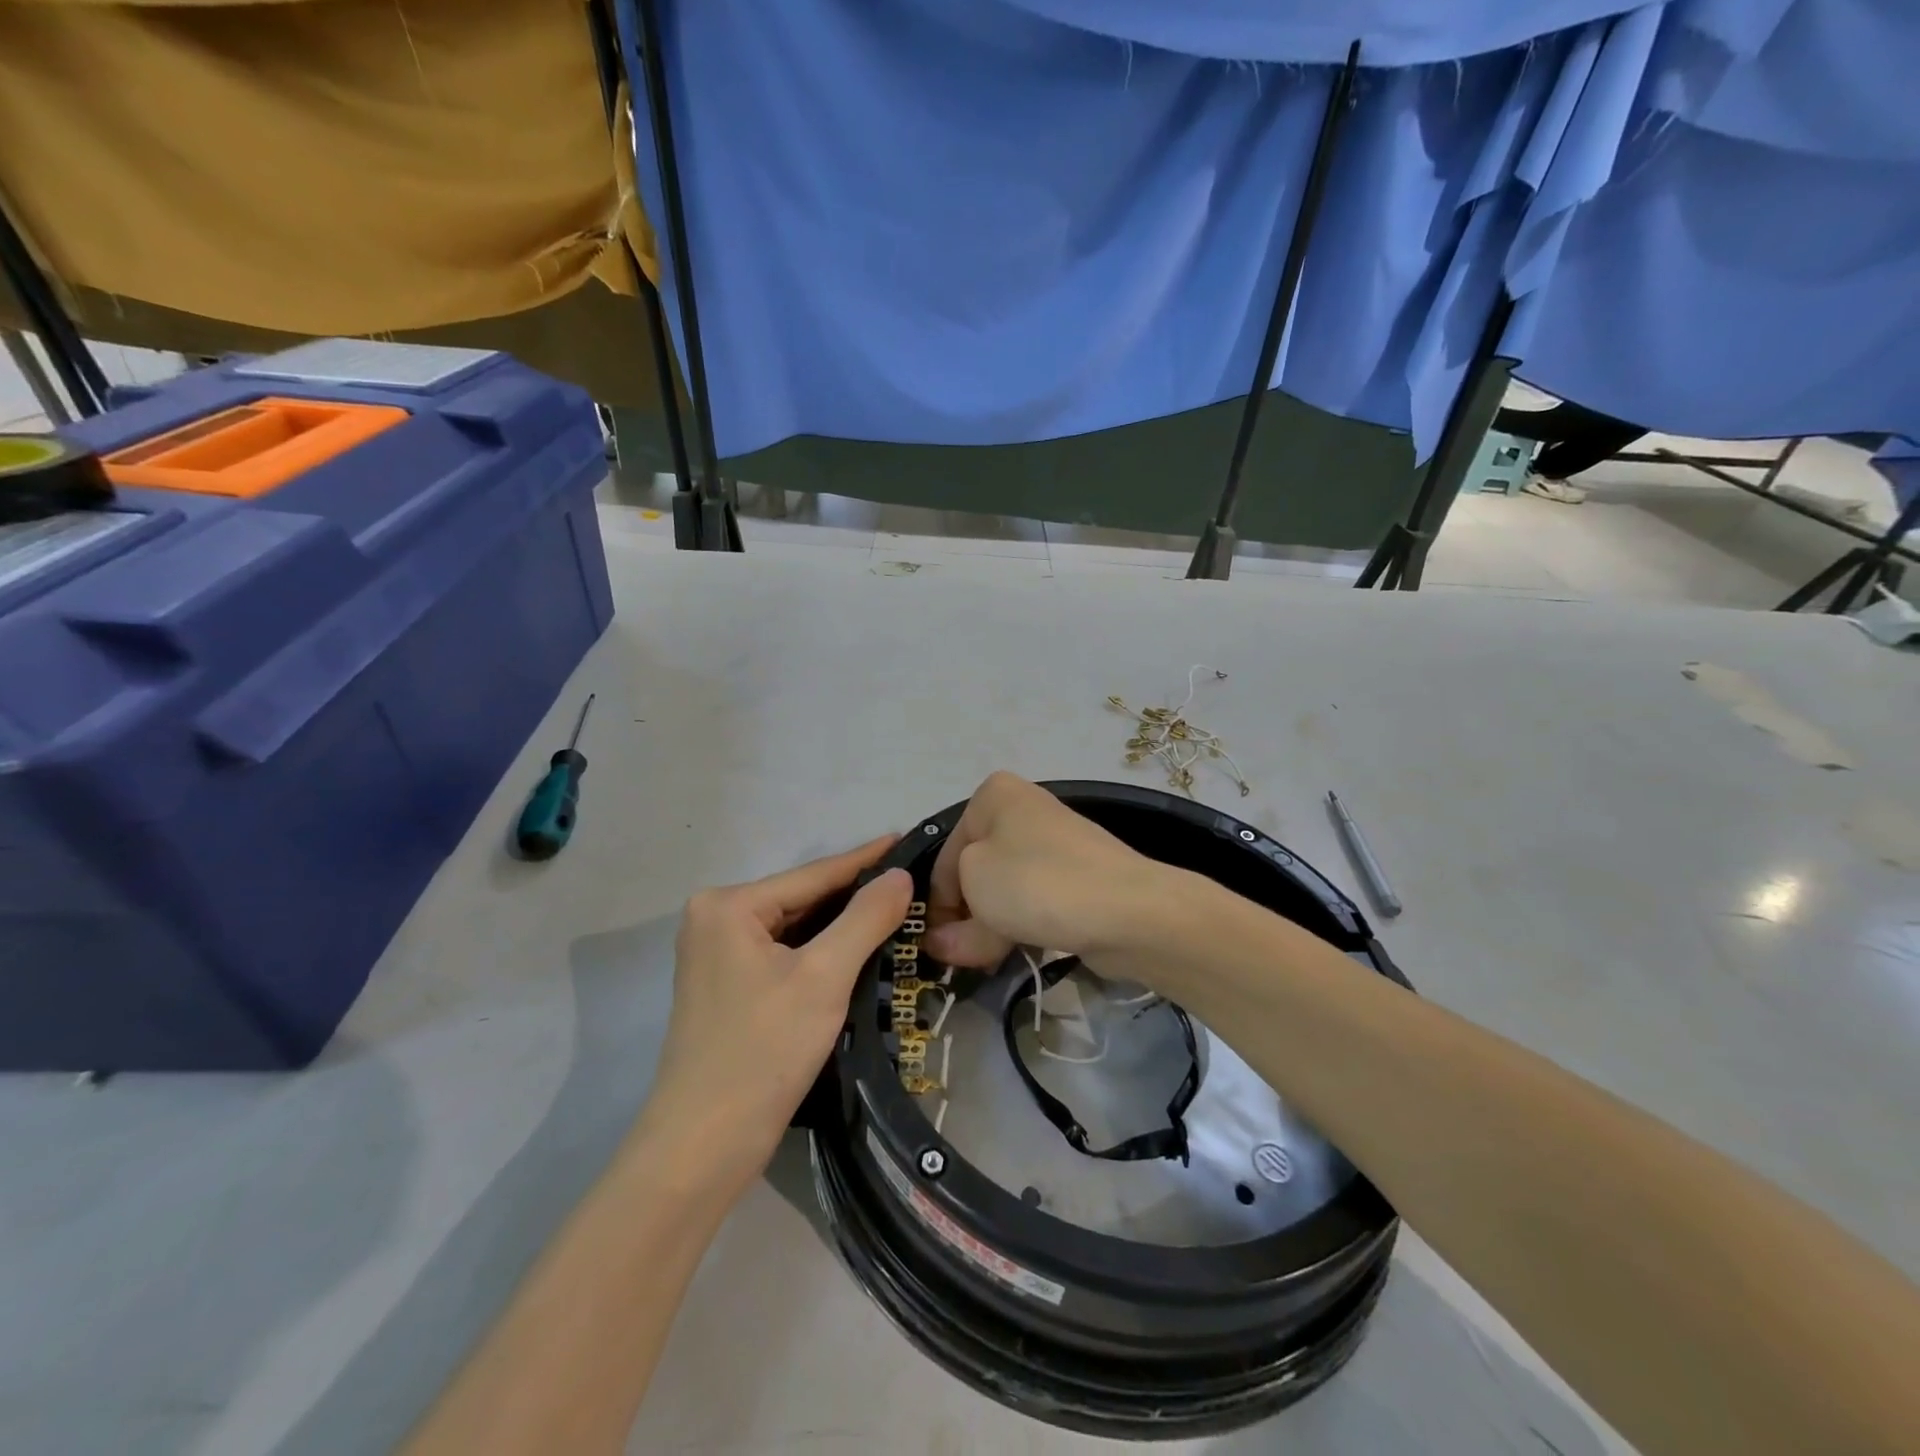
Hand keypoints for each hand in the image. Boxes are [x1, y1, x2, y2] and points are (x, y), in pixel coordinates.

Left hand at [636, 839, 913, 1201]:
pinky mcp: (726, 987)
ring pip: (795, 929)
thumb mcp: (824, 977)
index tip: (907, 839)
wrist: (702, 1147)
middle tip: (911, 883)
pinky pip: (784, 954)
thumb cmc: (763, 1052)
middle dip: (855, 896)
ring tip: (896, 910)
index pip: (813, 874)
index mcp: (728, 905)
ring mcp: (717, 954)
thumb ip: (865, 918)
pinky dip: (820, 952)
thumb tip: (899, 875)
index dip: (865, 859)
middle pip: (802, 899)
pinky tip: (858, 949)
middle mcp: (714, 919)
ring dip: (841, 926)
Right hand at [924, 773, 1180, 970]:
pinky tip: (1016, 951)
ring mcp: (1054, 845)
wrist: (1128, 909)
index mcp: (993, 796)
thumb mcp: (976, 891)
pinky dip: (1021, 925)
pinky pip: (1034, 901)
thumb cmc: (1036, 882)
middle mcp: (1023, 810)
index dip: (936, 904)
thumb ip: (951, 923)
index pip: (946, 855)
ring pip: (1004, 890)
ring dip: (990, 926)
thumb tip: (942, 943)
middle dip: (964, 917)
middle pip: (975, 872)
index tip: (934, 944)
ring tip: (986, 960)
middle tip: (958, 957)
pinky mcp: (1077, 877)